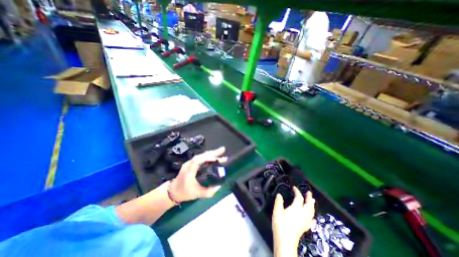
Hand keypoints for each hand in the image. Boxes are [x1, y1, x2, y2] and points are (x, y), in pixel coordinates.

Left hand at [168, 146, 226, 202]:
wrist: (173, 191)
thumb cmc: (184, 192)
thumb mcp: (197, 194)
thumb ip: (208, 192)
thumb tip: (219, 186)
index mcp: (190, 170)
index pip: (198, 160)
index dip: (207, 157)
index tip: (216, 158)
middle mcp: (190, 164)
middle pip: (202, 155)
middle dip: (213, 152)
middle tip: (223, 150)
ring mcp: (190, 163)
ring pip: (202, 155)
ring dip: (212, 154)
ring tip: (221, 153)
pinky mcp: (192, 164)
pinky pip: (201, 158)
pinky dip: (209, 157)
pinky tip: (215, 158)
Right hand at [272, 187, 315, 256]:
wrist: (285, 240)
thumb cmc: (280, 224)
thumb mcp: (277, 211)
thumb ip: (278, 201)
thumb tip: (279, 194)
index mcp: (296, 208)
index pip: (299, 198)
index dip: (297, 191)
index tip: (294, 187)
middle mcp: (303, 214)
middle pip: (308, 204)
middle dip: (309, 198)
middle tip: (309, 192)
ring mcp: (305, 221)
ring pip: (311, 212)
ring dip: (312, 205)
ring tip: (312, 201)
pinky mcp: (305, 227)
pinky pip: (311, 220)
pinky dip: (312, 216)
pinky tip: (313, 217)